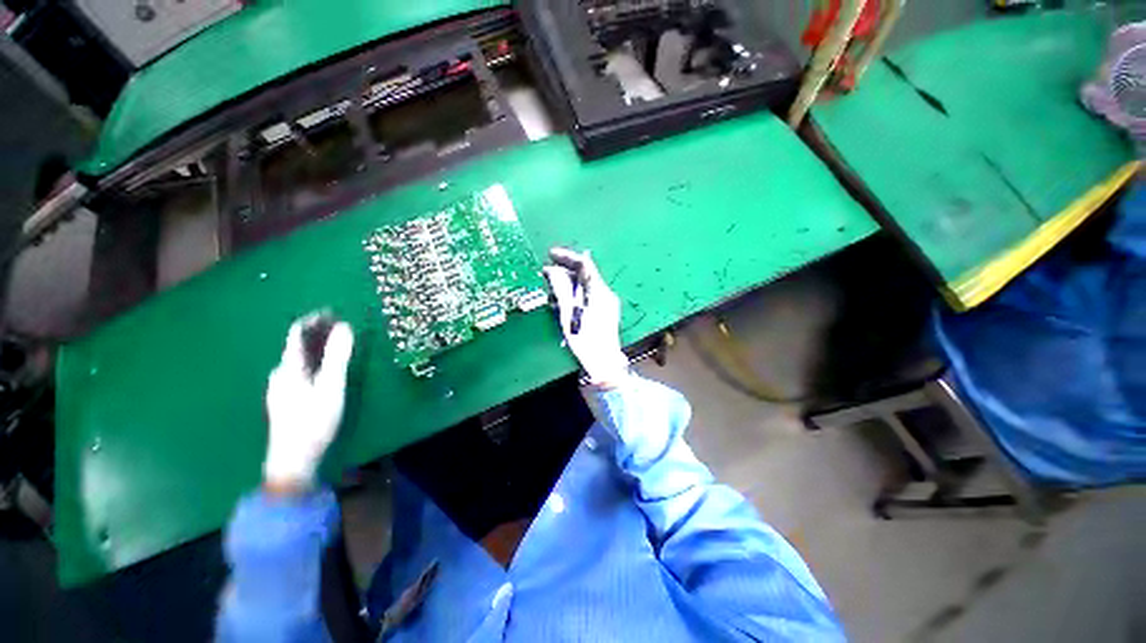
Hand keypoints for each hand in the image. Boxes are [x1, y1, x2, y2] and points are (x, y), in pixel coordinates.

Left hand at [263, 313, 354, 488]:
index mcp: (289, 367)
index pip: (297, 334)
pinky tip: (325, 369)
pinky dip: (314, 361)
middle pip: (298, 345)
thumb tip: (345, 327)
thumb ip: (337, 356)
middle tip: (341, 328)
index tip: (333, 312)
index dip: (314, 320)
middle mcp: (280, 373)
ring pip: (299, 359)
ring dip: (317, 347)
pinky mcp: (286, 398)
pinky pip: (300, 370)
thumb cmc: (313, 420)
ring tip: (337, 344)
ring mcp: (281, 387)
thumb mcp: (331, 386)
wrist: (292, 458)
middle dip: (318, 333)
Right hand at [542, 248, 630, 386]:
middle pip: (584, 275)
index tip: (550, 255)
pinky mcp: (604, 313)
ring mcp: (607, 304)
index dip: (566, 257)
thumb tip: (552, 270)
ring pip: (585, 287)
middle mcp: (605, 294)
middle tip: (546, 277)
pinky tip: (562, 306)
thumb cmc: (585, 340)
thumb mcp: (568, 314)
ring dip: (567, 286)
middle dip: (564, 273)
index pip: (584, 264)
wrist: (604, 365)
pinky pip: (588, 298)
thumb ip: (561, 290)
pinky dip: (574, 297)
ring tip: (552, 296)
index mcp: (599, 292)